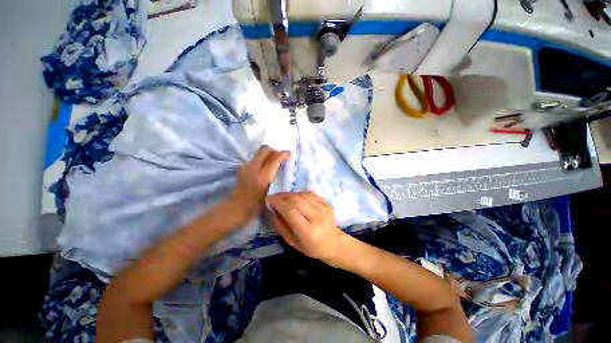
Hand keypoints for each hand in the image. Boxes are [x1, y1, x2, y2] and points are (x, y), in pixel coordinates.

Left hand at [231, 146, 290, 220]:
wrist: (238, 207)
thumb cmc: (258, 204)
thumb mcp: (272, 193)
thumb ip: (276, 178)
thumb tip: (283, 169)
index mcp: (264, 175)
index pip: (276, 158)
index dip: (284, 154)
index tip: (290, 154)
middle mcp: (255, 167)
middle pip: (266, 149)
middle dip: (275, 150)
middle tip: (281, 157)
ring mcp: (247, 166)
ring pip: (259, 152)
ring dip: (268, 154)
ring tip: (274, 162)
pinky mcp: (242, 167)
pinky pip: (255, 158)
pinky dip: (262, 159)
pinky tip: (264, 168)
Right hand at [267, 192, 343, 262]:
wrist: (333, 244)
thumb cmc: (311, 247)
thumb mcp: (292, 242)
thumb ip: (281, 226)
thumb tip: (273, 209)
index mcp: (308, 232)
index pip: (290, 211)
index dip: (278, 202)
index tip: (270, 199)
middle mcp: (317, 218)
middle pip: (297, 200)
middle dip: (283, 196)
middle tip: (274, 196)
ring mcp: (324, 209)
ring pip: (303, 195)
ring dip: (291, 194)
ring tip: (283, 197)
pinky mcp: (328, 204)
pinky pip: (311, 194)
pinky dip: (301, 193)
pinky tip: (296, 197)